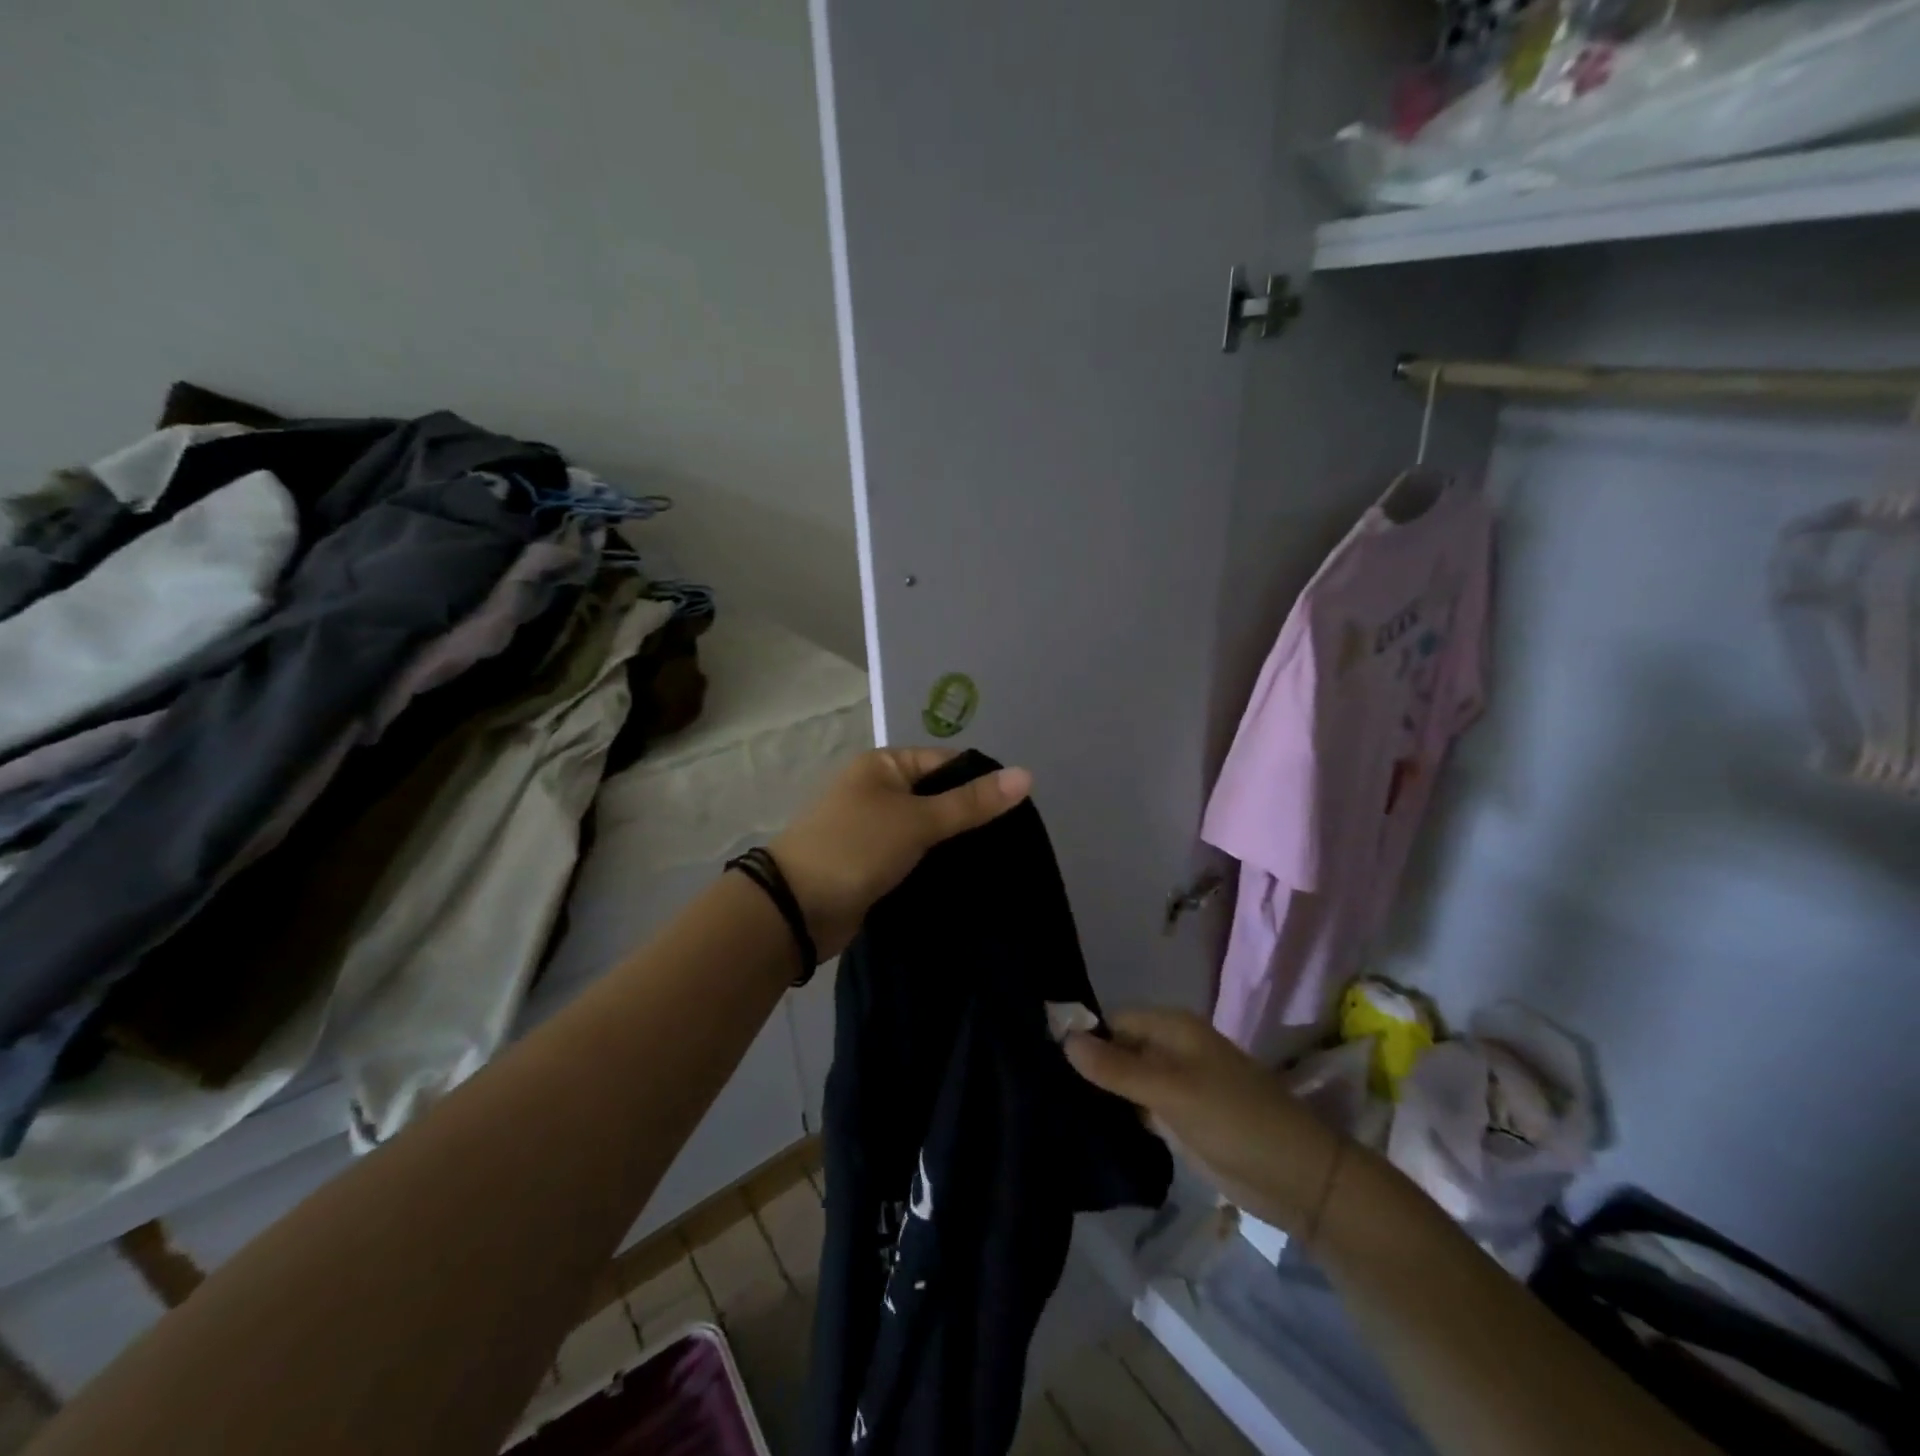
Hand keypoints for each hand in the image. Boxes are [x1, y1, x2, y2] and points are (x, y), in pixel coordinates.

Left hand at [769, 748, 1031, 959]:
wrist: (796, 909)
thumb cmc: (856, 848)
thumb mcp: (917, 820)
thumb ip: (971, 802)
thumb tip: (1026, 775)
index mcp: (884, 765)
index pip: (947, 762)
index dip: (982, 781)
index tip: (1020, 810)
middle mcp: (879, 790)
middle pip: (939, 796)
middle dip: (971, 817)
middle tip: (1015, 841)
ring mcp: (875, 829)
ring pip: (929, 831)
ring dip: (955, 845)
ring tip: (1002, 862)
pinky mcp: (874, 864)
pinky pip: (915, 857)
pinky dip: (937, 865)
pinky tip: (969, 880)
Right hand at [1065, 1009, 1345, 1239]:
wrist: (1297, 1179)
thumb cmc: (1237, 1120)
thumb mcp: (1173, 1091)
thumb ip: (1118, 1068)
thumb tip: (1064, 1039)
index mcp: (1171, 1028)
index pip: (1112, 1021)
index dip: (1082, 1036)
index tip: (1040, 1057)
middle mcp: (1168, 1051)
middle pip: (1115, 1050)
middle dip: (1085, 1066)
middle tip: (1037, 1088)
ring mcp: (1172, 1087)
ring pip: (1123, 1082)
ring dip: (1096, 1093)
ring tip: (1048, 1107)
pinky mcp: (1175, 1121)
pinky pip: (1135, 1109)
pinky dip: (1114, 1116)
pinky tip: (1081, 1127)